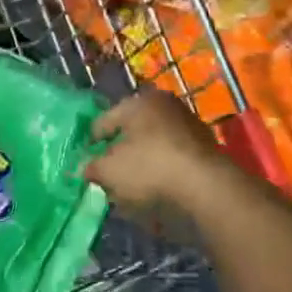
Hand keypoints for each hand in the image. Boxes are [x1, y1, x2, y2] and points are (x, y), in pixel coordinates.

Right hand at [84, 91, 229, 236]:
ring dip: (142, 163)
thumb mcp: (108, 171)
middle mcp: (166, 105)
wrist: (206, 187)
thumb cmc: (149, 168)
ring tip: (131, 187)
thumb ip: (91, 168)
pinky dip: (163, 171)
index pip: (104, 120)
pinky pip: (173, 159)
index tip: (85, 161)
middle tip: (108, 173)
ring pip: (154, 144)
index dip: (91, 142)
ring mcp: (189, 125)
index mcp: (139, 101)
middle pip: (132, 131)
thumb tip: (84, 168)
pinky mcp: (206, 149)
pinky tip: (157, 190)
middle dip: (119, 152)